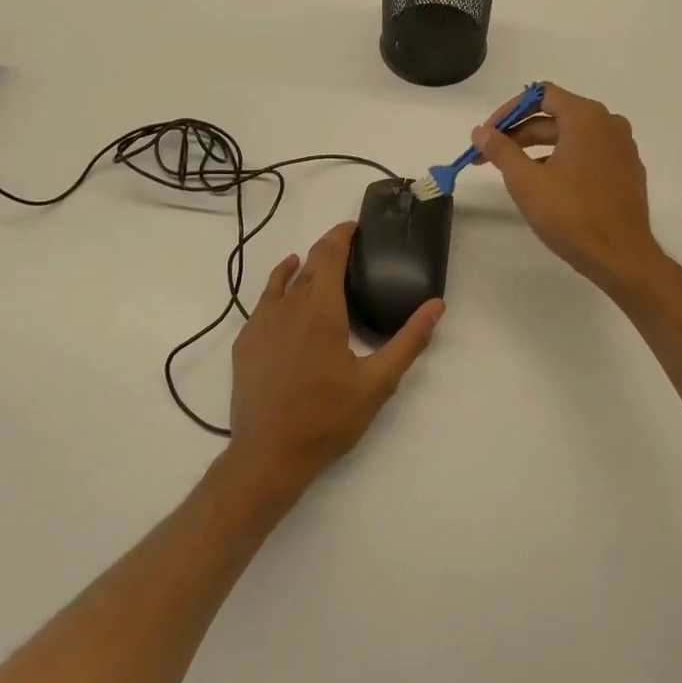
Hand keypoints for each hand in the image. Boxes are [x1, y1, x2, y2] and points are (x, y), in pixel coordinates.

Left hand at [225, 222, 443, 500]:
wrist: (268, 455)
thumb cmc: (327, 418)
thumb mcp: (378, 382)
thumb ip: (409, 340)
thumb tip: (436, 305)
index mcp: (321, 309)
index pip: (329, 254)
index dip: (341, 235)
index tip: (354, 227)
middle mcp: (287, 306)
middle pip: (307, 264)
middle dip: (327, 250)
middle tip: (347, 251)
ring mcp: (260, 323)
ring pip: (282, 281)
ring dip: (301, 267)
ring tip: (314, 264)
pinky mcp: (245, 342)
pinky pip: (264, 302)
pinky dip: (278, 288)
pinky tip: (285, 297)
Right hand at [472, 83, 666, 295]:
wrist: (621, 256)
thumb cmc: (571, 214)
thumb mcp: (526, 181)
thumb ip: (501, 150)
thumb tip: (480, 132)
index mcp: (587, 117)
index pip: (541, 95)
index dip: (508, 111)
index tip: (487, 135)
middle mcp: (609, 124)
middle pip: (555, 116)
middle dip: (518, 133)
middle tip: (488, 156)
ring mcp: (622, 148)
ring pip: (571, 136)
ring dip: (537, 148)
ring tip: (511, 172)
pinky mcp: (626, 171)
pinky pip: (587, 153)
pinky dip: (561, 160)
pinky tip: (544, 184)